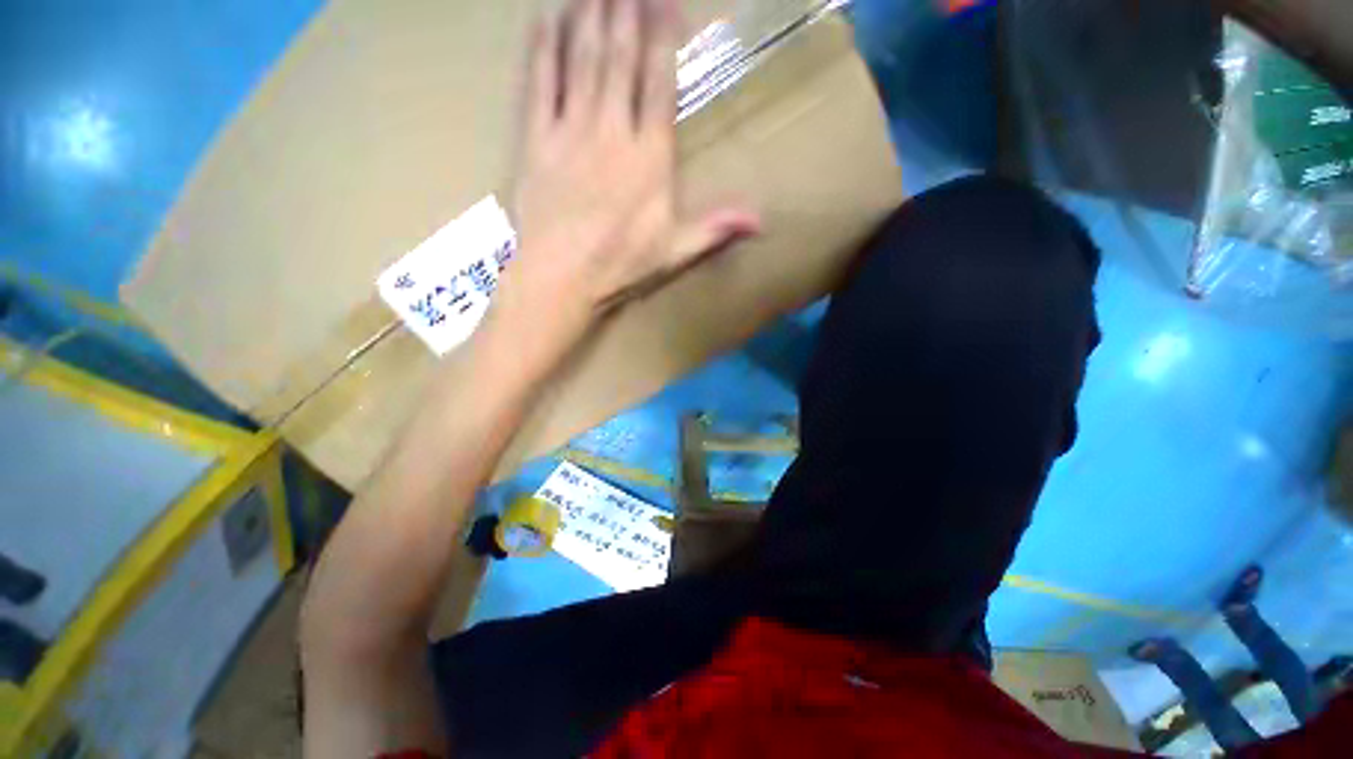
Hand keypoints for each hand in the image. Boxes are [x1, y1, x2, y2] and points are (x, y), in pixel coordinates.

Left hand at [494, 0, 759, 349]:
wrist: (554, 281)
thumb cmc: (616, 264)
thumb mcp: (675, 248)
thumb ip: (716, 226)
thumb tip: (762, 219)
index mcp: (649, 153)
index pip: (659, 82)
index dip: (662, 39)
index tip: (663, 5)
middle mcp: (611, 130)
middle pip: (619, 61)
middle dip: (624, 16)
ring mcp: (569, 131)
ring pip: (581, 65)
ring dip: (588, 22)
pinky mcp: (534, 139)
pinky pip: (538, 87)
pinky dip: (542, 53)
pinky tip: (543, 23)